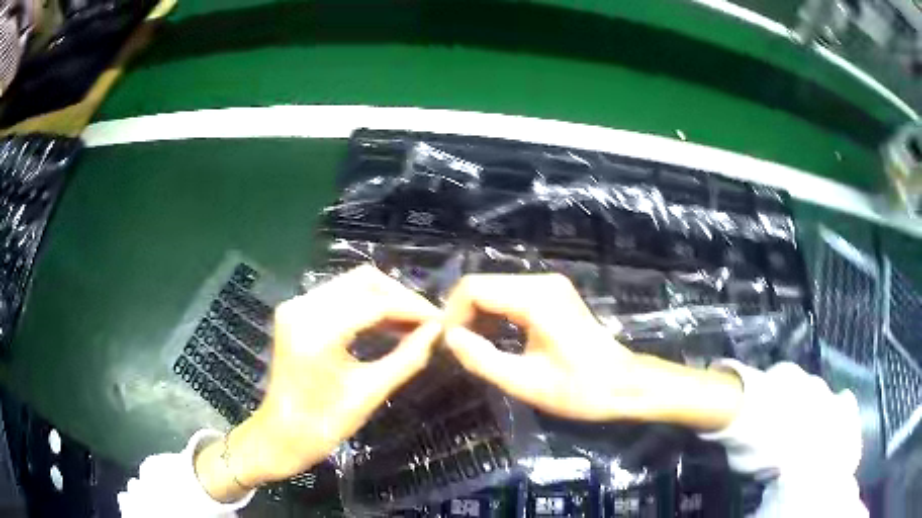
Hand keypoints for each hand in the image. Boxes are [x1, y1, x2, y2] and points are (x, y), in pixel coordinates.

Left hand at [196, 266, 441, 501]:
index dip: (412, 308)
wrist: (280, 436)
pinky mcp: (295, 312)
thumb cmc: (323, 425)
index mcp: (317, 331)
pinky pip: (338, 296)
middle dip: (399, 297)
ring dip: (384, 299)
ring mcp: (296, 306)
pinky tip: (385, 324)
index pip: (375, 303)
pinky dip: (365, 305)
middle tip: (426, 321)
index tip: (441, 321)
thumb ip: (407, 358)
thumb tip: (437, 332)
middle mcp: (302, 306)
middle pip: (363, 280)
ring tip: (412, 324)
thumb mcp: (369, 393)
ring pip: (351, 284)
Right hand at [442, 274, 741, 427]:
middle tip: (455, 350)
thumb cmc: (579, 389)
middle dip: (463, 315)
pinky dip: (495, 316)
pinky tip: (492, 340)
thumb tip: (448, 338)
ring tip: (471, 349)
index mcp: (536, 299)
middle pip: (484, 285)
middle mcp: (542, 282)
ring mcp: (550, 286)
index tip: (446, 345)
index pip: (474, 288)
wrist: (623, 385)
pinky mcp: (554, 295)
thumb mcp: (526, 382)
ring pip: (496, 290)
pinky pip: (511, 296)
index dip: (452, 314)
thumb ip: (483, 359)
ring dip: (478, 316)